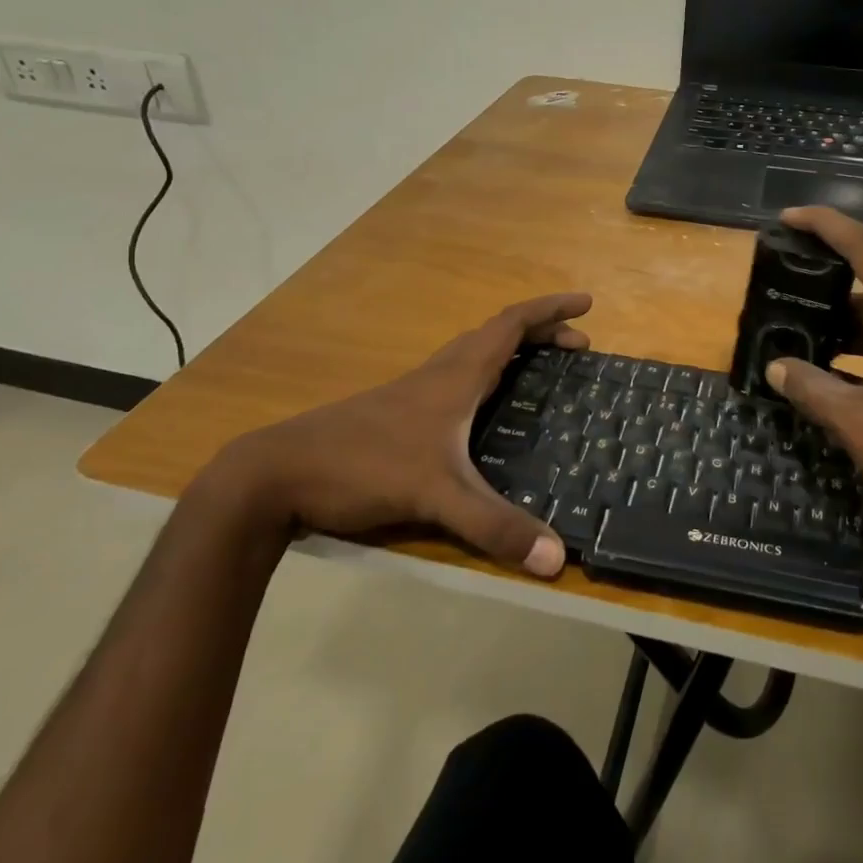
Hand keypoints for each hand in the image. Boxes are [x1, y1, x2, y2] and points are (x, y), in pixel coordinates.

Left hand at [214, 293, 592, 576]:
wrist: (276, 474)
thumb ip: (494, 526)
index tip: (587, 302)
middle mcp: (439, 374)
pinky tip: (483, 410)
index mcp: (456, 376)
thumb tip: (559, 560)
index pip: (512, 325)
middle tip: (577, 345)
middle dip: (542, 331)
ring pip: (474, 353)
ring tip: (540, 367)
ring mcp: (414, 392)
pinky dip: (487, 374)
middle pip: (497, 334)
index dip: (551, 309)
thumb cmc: (363, 466)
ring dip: (513, 349)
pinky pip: (457, 376)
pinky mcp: (397, 413)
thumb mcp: (436, 496)